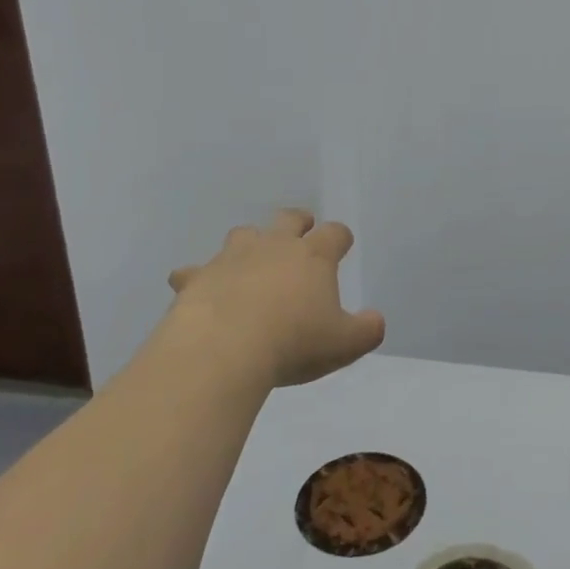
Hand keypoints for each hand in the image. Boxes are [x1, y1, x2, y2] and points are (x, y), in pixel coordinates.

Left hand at [166, 210, 385, 388]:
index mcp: (313, 256)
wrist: (222, 349)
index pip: (335, 233)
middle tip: (301, 232)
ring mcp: (232, 258)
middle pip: (288, 219)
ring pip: (243, 234)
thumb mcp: (344, 344)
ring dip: (250, 244)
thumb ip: (367, 330)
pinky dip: (198, 277)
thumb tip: (375, 320)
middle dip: (297, 223)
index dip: (340, 238)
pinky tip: (197, 288)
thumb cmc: (293, 343)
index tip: (342, 246)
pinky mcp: (198, 277)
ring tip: (250, 262)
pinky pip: (194, 270)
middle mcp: (274, 246)